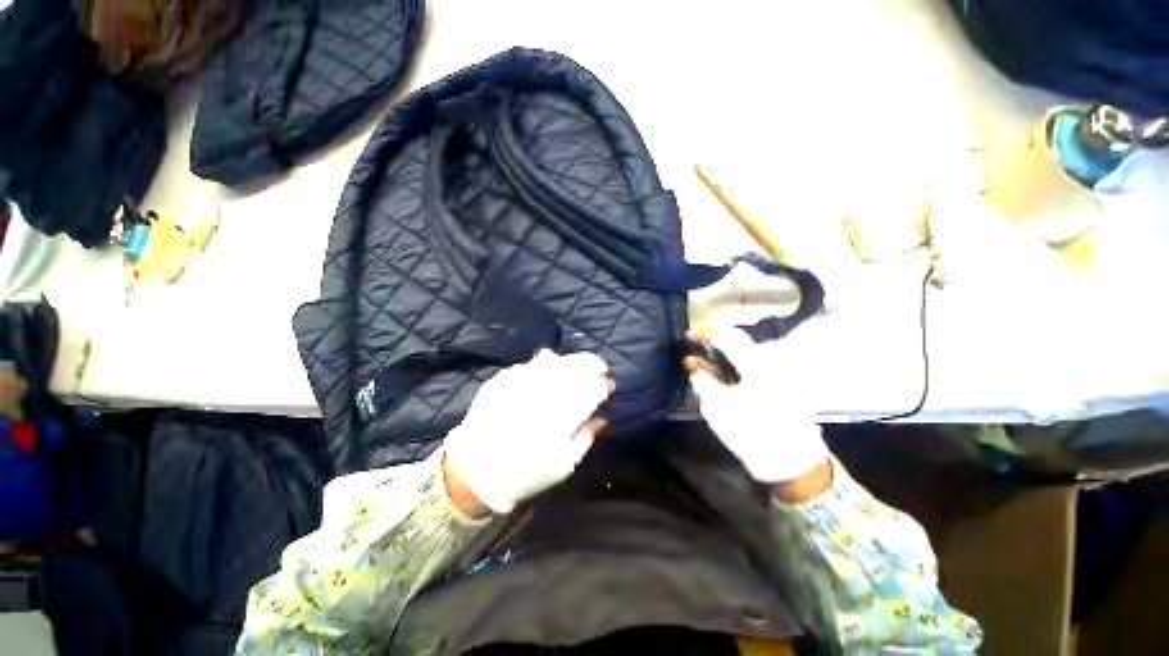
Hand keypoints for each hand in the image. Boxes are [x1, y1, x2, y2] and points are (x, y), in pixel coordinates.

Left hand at [443, 350, 612, 513]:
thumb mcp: (564, 464)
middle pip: (578, 364)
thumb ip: (586, 437)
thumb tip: (601, 418)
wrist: (475, 472)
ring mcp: (522, 379)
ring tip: (571, 372)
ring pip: (554, 358)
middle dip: (593, 364)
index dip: (604, 386)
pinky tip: (541, 380)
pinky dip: (542, 368)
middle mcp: (545, 389)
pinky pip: (530, 364)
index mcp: (564, 412)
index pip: (594, 387)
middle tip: (598, 370)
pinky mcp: (503, 377)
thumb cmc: (526, 473)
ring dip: (569, 363)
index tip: (608, 388)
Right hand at [686, 327, 829, 490]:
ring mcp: (783, 374)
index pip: (728, 336)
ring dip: (727, 355)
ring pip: (748, 355)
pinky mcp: (786, 387)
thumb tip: (692, 362)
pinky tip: (728, 377)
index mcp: (757, 364)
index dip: (706, 332)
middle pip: (740, 342)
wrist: (792, 465)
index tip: (689, 335)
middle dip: (717, 343)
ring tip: (710, 365)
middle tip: (698, 349)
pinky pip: (757, 366)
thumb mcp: (717, 406)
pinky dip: (739, 366)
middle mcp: (773, 362)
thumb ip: (702, 380)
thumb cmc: (751, 433)